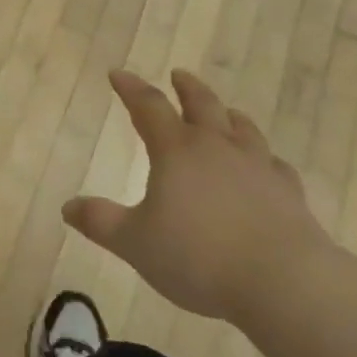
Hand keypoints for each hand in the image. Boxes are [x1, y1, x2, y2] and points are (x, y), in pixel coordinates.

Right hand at [64, 69, 337, 323]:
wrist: (283, 282)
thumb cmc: (199, 258)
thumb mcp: (136, 244)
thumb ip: (101, 222)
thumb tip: (68, 207)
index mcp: (176, 151)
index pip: (148, 106)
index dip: (130, 88)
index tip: (118, 73)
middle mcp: (217, 147)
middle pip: (202, 104)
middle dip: (186, 88)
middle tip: (178, 75)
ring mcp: (257, 167)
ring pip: (242, 128)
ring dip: (228, 115)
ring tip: (225, 112)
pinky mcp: (288, 193)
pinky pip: (274, 164)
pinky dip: (264, 158)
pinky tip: (266, 165)